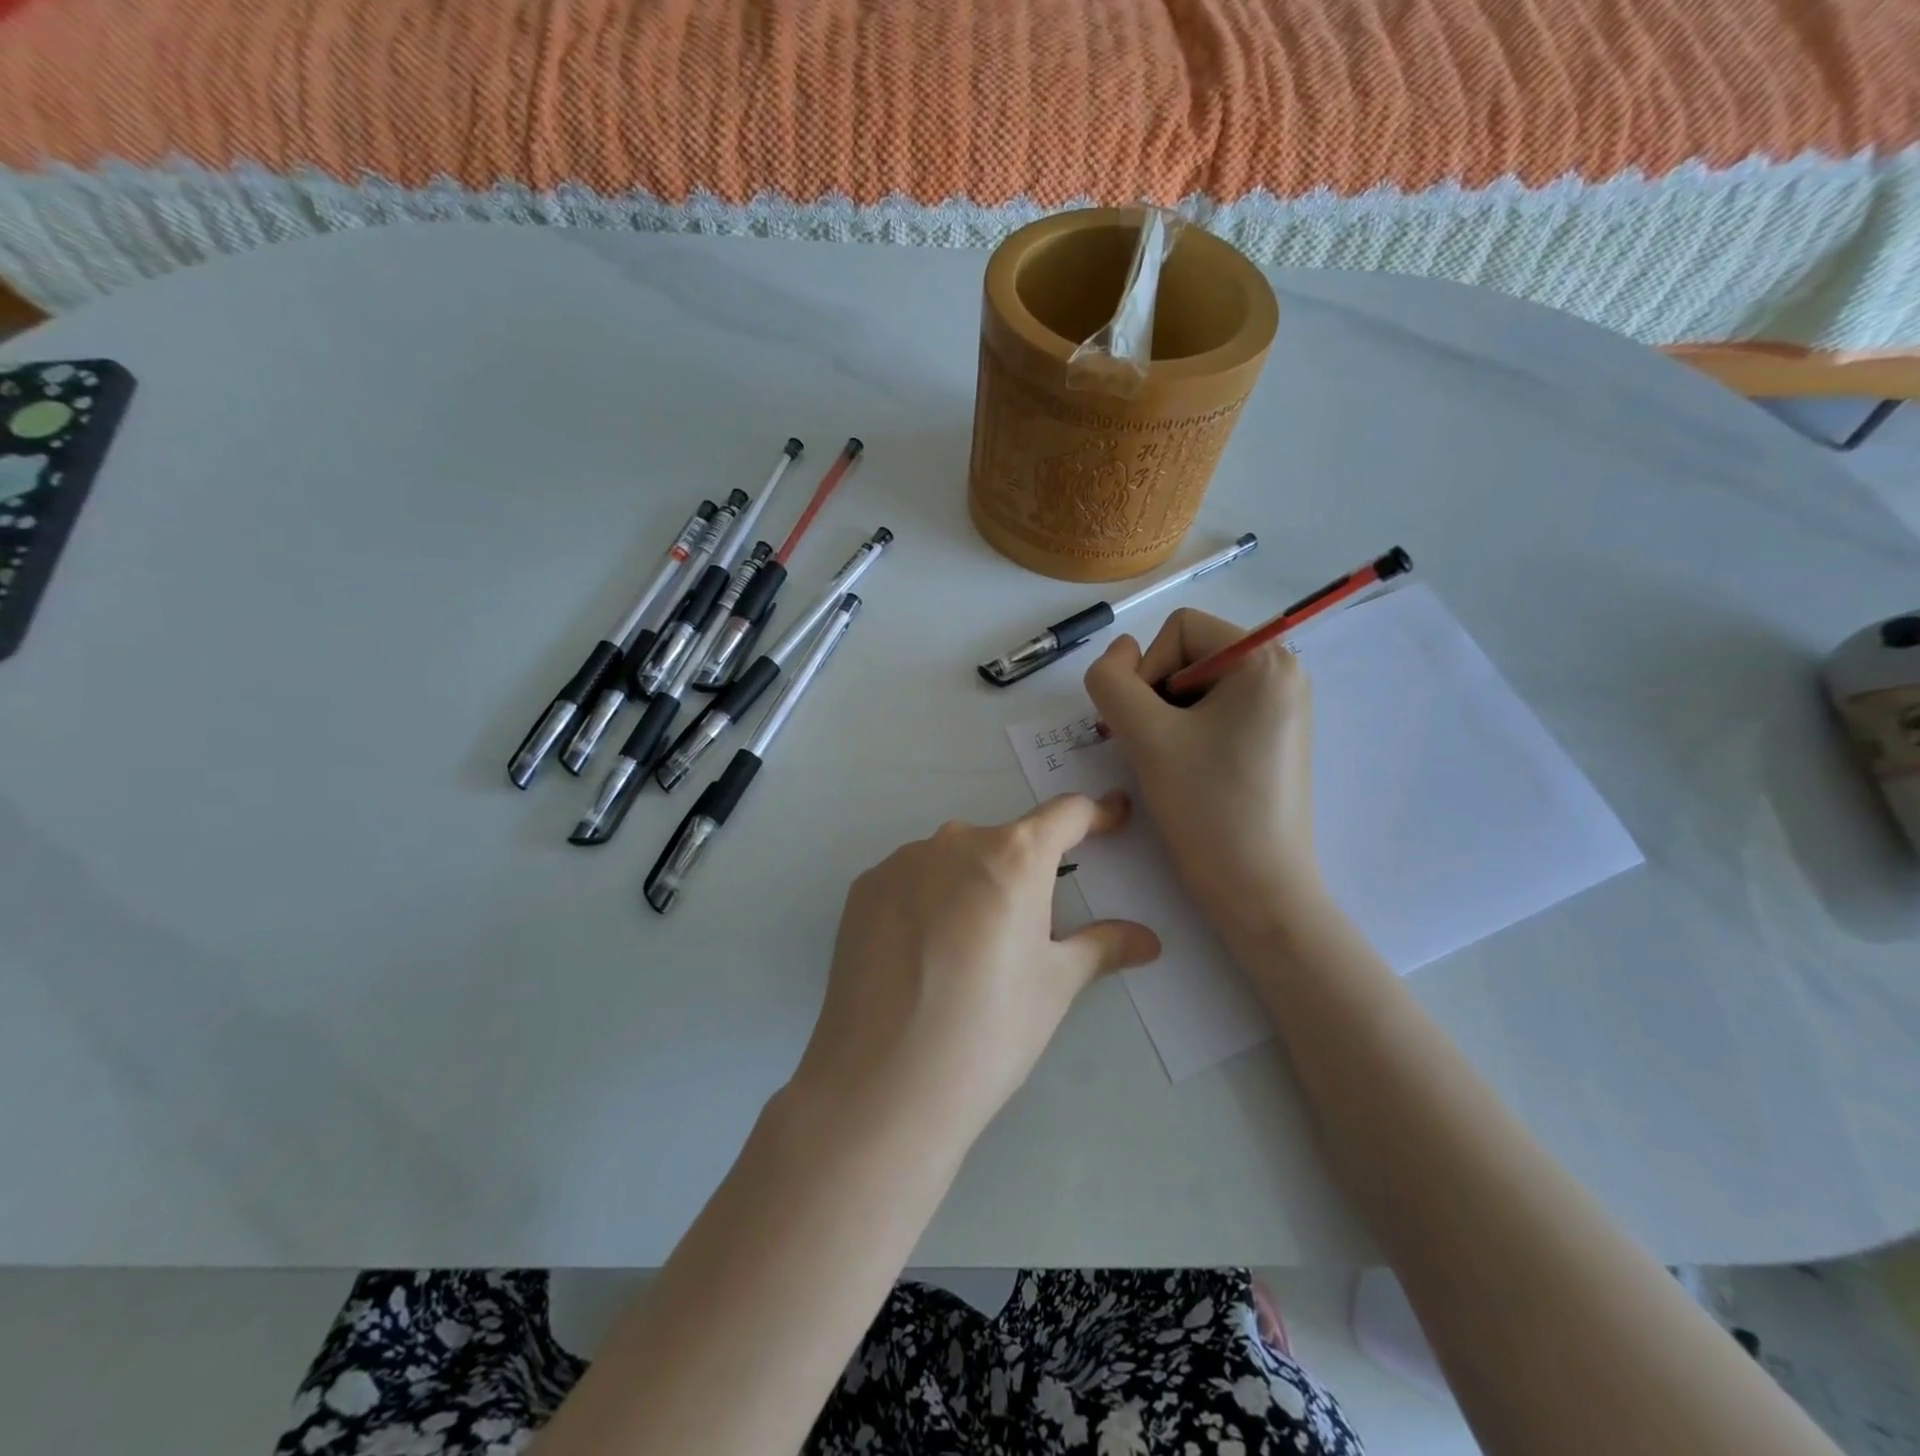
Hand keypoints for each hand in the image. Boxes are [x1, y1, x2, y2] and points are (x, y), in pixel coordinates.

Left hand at [789, 793, 1160, 1149]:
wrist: (883, 1085)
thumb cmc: (988, 1031)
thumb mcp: (1054, 987)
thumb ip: (1102, 947)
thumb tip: (1147, 939)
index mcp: (1014, 856)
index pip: (1066, 814)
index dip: (1096, 815)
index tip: (1113, 820)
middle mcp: (955, 841)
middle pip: (1005, 843)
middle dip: (1024, 875)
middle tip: (1025, 933)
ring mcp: (901, 861)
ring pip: (953, 862)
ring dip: (970, 888)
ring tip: (965, 955)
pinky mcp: (862, 889)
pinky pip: (910, 881)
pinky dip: (926, 902)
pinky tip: (919, 957)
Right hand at [1084, 608, 1320, 940]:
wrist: (1258, 890)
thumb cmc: (1208, 807)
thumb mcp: (1145, 735)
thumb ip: (1112, 680)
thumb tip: (1117, 652)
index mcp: (1266, 660)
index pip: (1179, 629)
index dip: (1146, 672)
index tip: (1146, 728)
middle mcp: (1283, 673)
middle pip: (1188, 655)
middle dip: (1155, 698)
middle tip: (1149, 749)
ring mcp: (1281, 708)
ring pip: (1196, 687)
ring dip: (1165, 718)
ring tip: (1166, 764)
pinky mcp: (1273, 738)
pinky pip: (1215, 713)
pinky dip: (1186, 733)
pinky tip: (1186, 771)